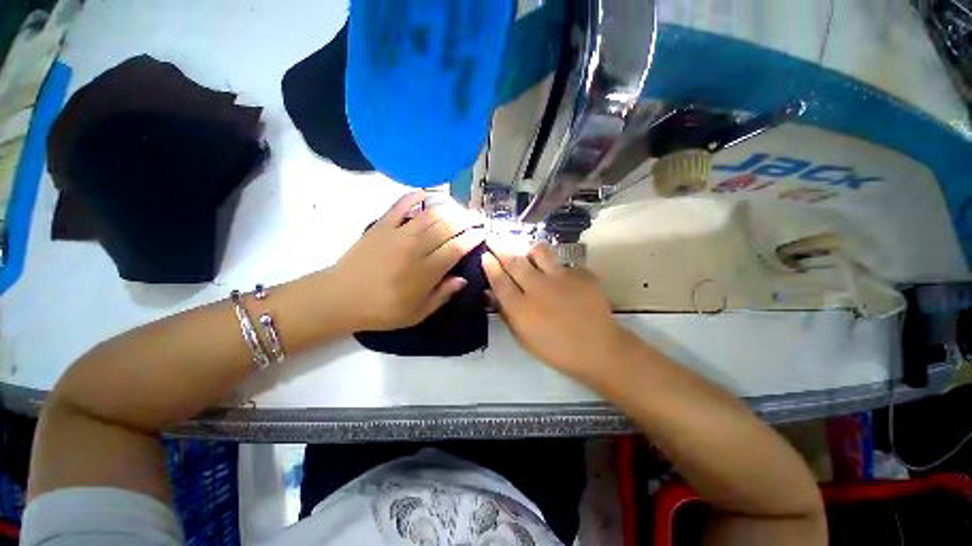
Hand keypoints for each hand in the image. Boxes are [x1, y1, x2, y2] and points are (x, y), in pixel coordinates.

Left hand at [331, 191, 484, 330]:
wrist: (339, 298)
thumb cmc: (381, 311)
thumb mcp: (416, 314)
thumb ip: (442, 296)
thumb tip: (463, 279)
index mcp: (425, 272)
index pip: (456, 248)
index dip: (472, 238)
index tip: (482, 233)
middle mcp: (415, 249)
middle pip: (447, 227)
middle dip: (466, 220)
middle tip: (477, 217)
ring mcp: (397, 234)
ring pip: (429, 215)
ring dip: (449, 209)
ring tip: (460, 208)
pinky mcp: (380, 226)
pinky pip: (399, 205)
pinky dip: (414, 196)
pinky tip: (427, 193)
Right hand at [482, 241, 635, 377]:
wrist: (598, 349)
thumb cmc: (556, 349)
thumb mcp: (524, 338)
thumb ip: (506, 313)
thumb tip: (491, 293)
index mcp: (522, 308)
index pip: (500, 280)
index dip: (490, 266)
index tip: (485, 255)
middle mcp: (538, 288)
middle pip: (515, 261)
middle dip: (501, 247)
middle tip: (494, 239)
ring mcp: (561, 278)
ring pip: (539, 251)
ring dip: (527, 248)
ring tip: (525, 249)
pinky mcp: (581, 274)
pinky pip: (562, 263)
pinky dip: (555, 266)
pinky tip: (558, 275)